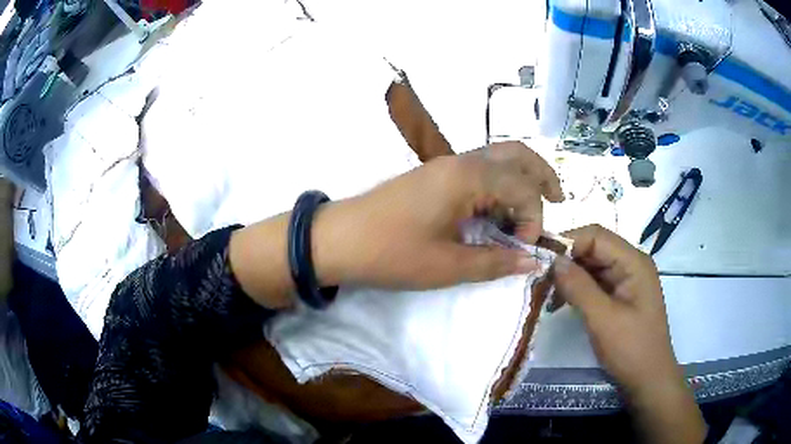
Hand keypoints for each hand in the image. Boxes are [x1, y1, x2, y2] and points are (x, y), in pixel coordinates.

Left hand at [314, 141, 563, 289]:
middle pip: (516, 154)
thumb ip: (495, 262)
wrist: (338, 239)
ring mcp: (445, 165)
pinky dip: (497, 185)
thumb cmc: (392, 253)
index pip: (523, 187)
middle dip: (541, 176)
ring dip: (520, 179)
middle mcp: (461, 161)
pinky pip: (478, 170)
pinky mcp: (434, 176)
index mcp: (468, 176)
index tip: (523, 249)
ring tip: (530, 208)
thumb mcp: (448, 265)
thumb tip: (532, 263)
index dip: (533, 218)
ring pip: (497, 159)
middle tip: (557, 199)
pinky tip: (496, 212)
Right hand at [551, 225, 704, 443]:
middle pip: (594, 248)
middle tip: (539, 278)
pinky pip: (595, 283)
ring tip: (546, 293)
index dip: (568, 242)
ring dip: (569, 276)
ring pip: (592, 266)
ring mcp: (626, 280)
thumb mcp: (603, 319)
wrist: (648, 380)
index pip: (596, 236)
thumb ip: (579, 287)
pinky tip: (560, 302)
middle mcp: (631, 264)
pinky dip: (577, 290)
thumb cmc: (631, 349)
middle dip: (567, 260)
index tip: (541, 259)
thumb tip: (554, 261)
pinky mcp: (620, 296)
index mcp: (633, 262)